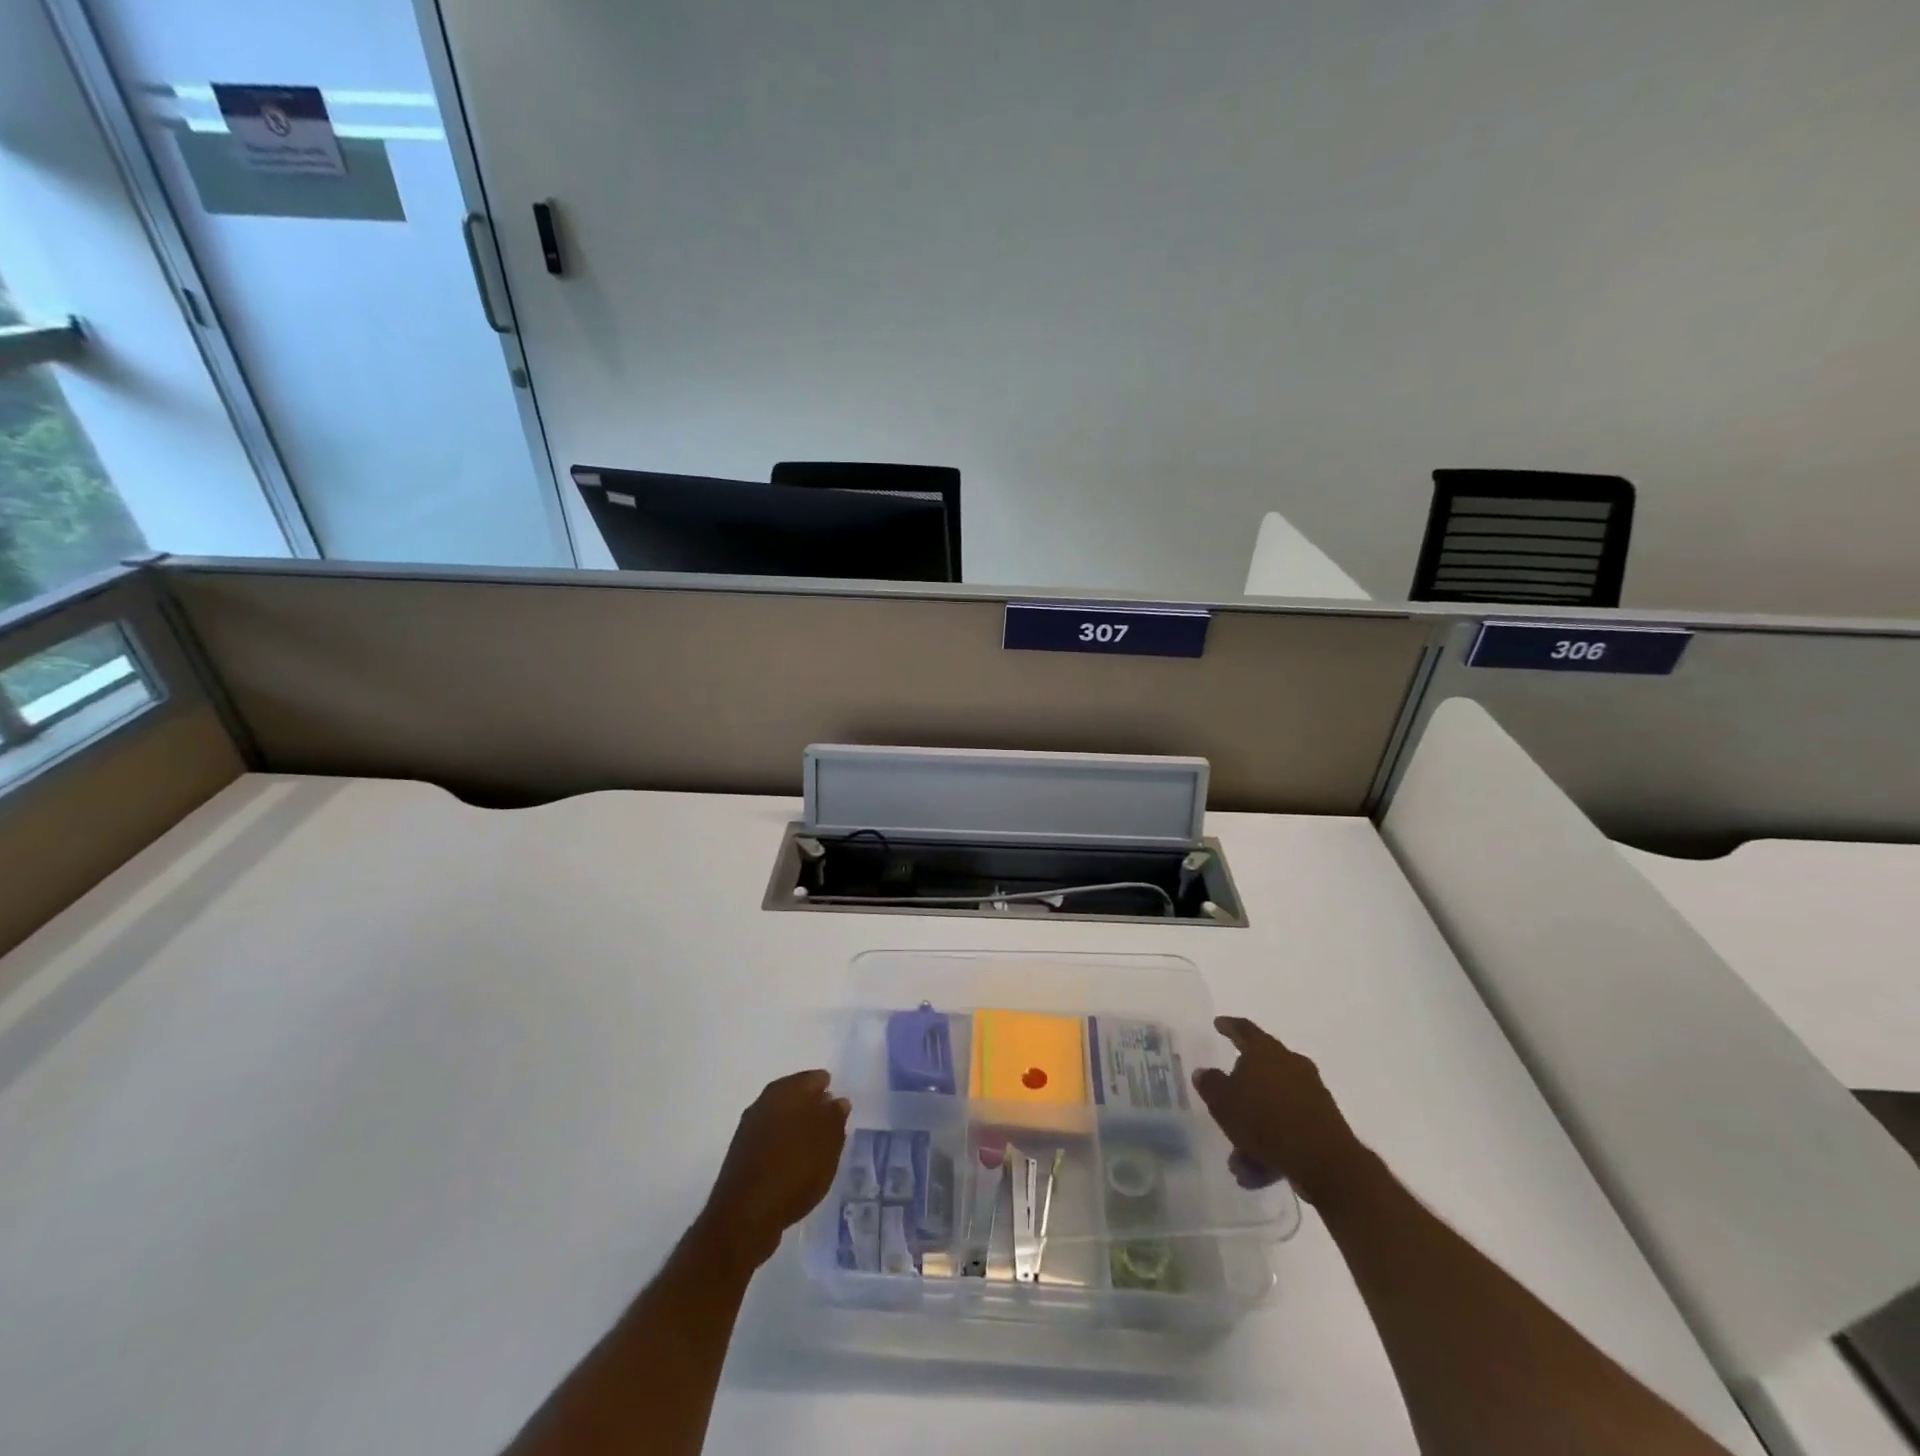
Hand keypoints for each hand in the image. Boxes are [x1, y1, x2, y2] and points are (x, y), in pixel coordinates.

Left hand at [696, 1070, 850, 1270]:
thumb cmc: (795, 1168)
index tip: (840, 1106)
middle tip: (831, 1125)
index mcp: (785, 1090)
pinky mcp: (741, 1157)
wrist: (746, 1215)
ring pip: (781, 1119)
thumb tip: (837, 1101)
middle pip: (795, 1096)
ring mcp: (749, 1129)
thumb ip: (835, 1116)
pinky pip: (770, 1141)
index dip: (828, 1089)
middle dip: (812, 1107)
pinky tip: (795, 1165)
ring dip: (797, 1128)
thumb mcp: (828, 1141)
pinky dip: (784, 1146)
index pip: (814, 1078)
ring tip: (816, 1148)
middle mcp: (764, 1102)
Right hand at [1190, 1016, 1365, 1204]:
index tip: (1218, 1024)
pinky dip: (1272, 1146)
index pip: (1243, 1029)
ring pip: (1272, 1107)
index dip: (1228, 1026)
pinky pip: (1288, 1129)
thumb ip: (1210, 1084)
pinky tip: (1256, 1173)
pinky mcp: (1323, 1124)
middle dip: (1240, 1093)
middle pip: (1260, 1071)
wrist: (1325, 1162)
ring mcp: (1311, 1094)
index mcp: (1265, 1051)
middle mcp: (1291, 1065)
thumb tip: (1204, 1072)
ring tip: (1238, 1161)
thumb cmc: (1266, 1120)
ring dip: (1253, 1130)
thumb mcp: (1223, 1102)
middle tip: (1223, 1105)